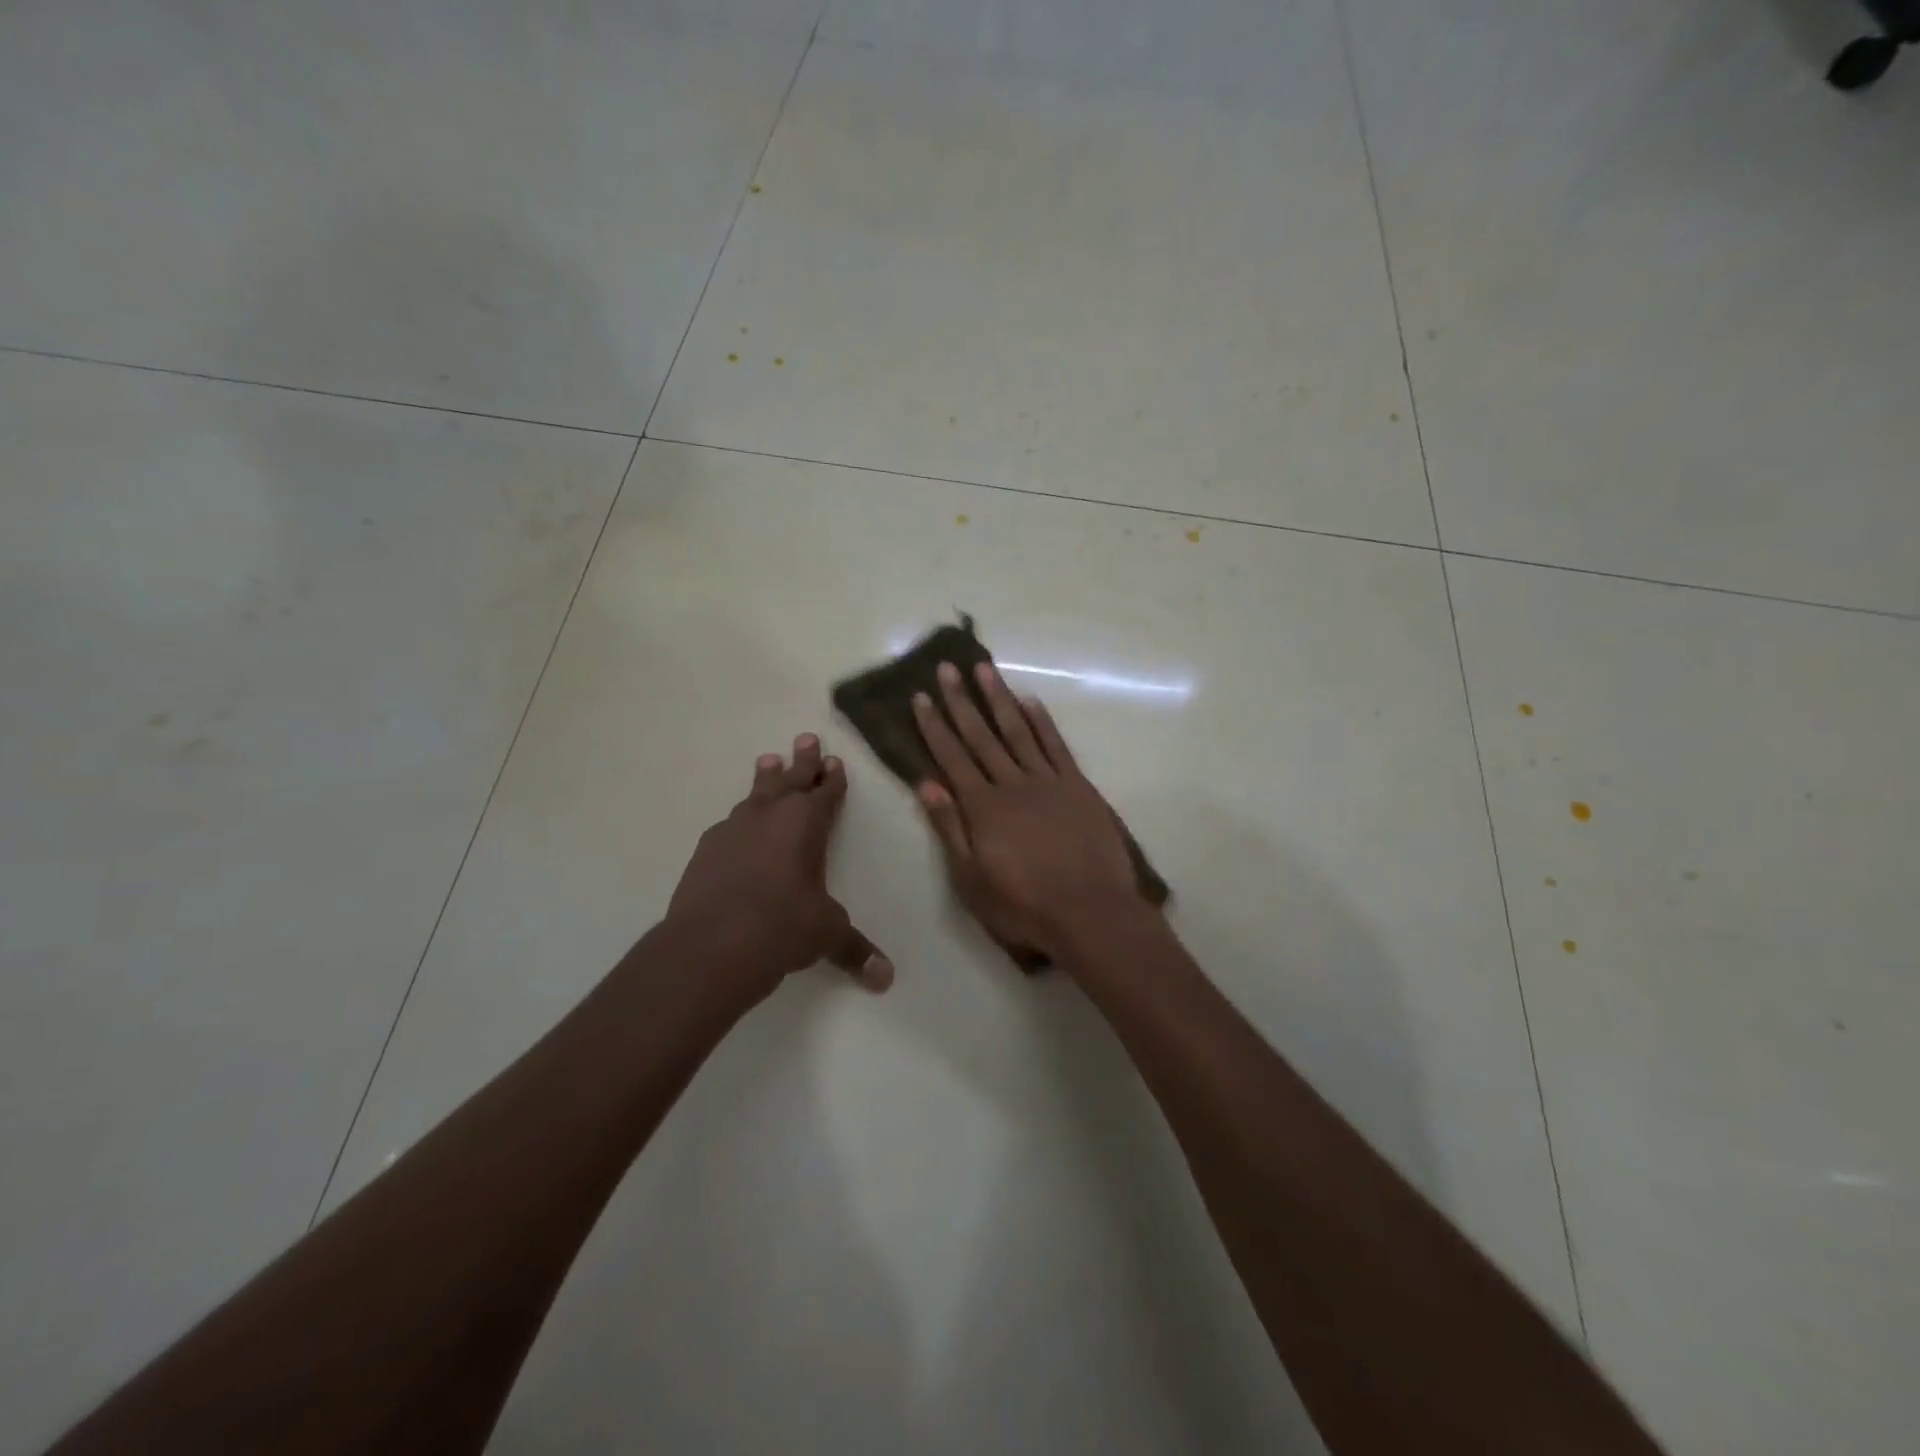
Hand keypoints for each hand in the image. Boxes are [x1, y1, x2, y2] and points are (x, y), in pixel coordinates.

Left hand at [666, 733, 892, 1002]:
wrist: (710, 945)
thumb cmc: (782, 928)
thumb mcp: (826, 935)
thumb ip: (856, 950)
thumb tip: (886, 978)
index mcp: (807, 824)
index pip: (826, 793)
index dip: (833, 778)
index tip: (835, 760)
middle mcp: (770, 816)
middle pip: (790, 779)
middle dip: (802, 760)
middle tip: (806, 737)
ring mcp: (734, 829)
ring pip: (756, 794)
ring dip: (767, 778)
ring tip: (769, 760)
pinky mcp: (707, 849)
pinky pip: (730, 822)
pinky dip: (741, 817)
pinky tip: (737, 823)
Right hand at [912, 662, 1143, 960]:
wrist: (1092, 912)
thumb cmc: (1024, 906)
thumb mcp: (971, 880)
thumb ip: (949, 829)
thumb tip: (926, 784)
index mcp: (983, 807)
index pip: (952, 758)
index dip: (934, 726)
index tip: (921, 696)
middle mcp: (1012, 784)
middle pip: (981, 736)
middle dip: (961, 701)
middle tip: (947, 667)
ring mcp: (1048, 782)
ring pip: (1018, 731)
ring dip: (999, 699)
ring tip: (984, 669)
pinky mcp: (1078, 787)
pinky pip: (1056, 746)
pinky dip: (1042, 722)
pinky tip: (1030, 702)